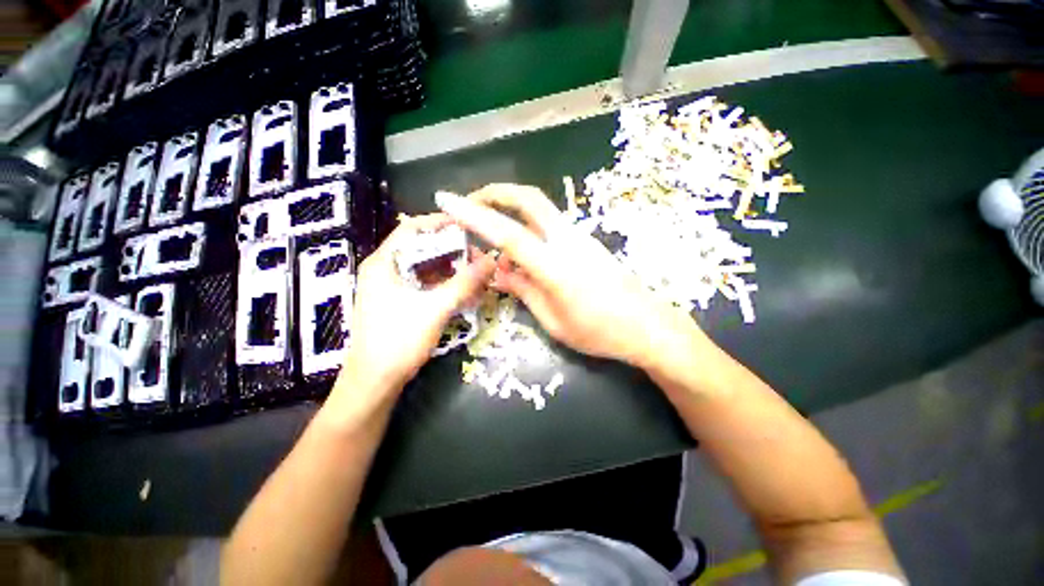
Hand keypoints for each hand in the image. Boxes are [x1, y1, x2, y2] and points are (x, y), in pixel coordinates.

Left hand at [334, 214, 494, 403]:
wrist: (374, 383)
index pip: (413, 228)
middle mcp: (386, 269)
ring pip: (428, 268)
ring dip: (453, 270)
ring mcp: (393, 287)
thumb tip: (492, 260)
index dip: (442, 223)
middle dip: (454, 250)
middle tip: (480, 258)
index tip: (470, 226)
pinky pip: (427, 284)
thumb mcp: (435, 309)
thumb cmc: (398, 341)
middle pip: (424, 247)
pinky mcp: (401, 302)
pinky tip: (465, 293)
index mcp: (384, 262)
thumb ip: (464, 283)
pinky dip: (447, 285)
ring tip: (478, 276)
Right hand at [436, 184, 697, 368]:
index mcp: (554, 266)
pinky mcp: (585, 241)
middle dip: (495, 193)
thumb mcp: (552, 320)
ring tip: (491, 228)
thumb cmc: (599, 332)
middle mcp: (566, 241)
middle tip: (471, 203)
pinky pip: (550, 224)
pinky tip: (520, 249)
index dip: (474, 215)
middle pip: (528, 199)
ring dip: (511, 209)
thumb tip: (497, 271)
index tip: (447, 201)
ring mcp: (579, 237)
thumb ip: (523, 290)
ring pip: (539, 208)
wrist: (647, 325)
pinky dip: (527, 225)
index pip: (506, 232)